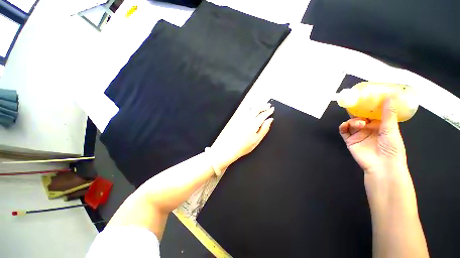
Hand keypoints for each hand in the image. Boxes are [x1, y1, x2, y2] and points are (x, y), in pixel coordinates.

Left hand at [211, 103, 273, 169]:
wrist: (227, 147)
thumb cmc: (242, 146)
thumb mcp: (257, 140)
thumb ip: (264, 129)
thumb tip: (270, 121)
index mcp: (254, 124)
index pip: (263, 114)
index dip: (269, 111)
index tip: (272, 109)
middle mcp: (247, 118)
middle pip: (257, 108)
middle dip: (263, 105)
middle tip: (268, 105)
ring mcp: (240, 117)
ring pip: (250, 107)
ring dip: (257, 105)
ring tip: (261, 105)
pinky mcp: (234, 118)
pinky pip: (243, 109)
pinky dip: (248, 107)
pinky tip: (250, 108)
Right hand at [339, 97, 407, 178]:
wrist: (382, 166)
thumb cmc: (392, 148)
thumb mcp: (391, 129)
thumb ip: (388, 113)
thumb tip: (390, 95)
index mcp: (380, 125)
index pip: (372, 113)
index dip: (369, 106)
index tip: (366, 97)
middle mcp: (369, 129)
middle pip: (360, 117)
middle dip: (357, 112)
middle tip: (355, 105)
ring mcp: (358, 135)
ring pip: (351, 123)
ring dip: (353, 120)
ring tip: (359, 123)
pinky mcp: (350, 140)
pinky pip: (343, 131)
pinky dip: (343, 127)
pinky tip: (345, 125)